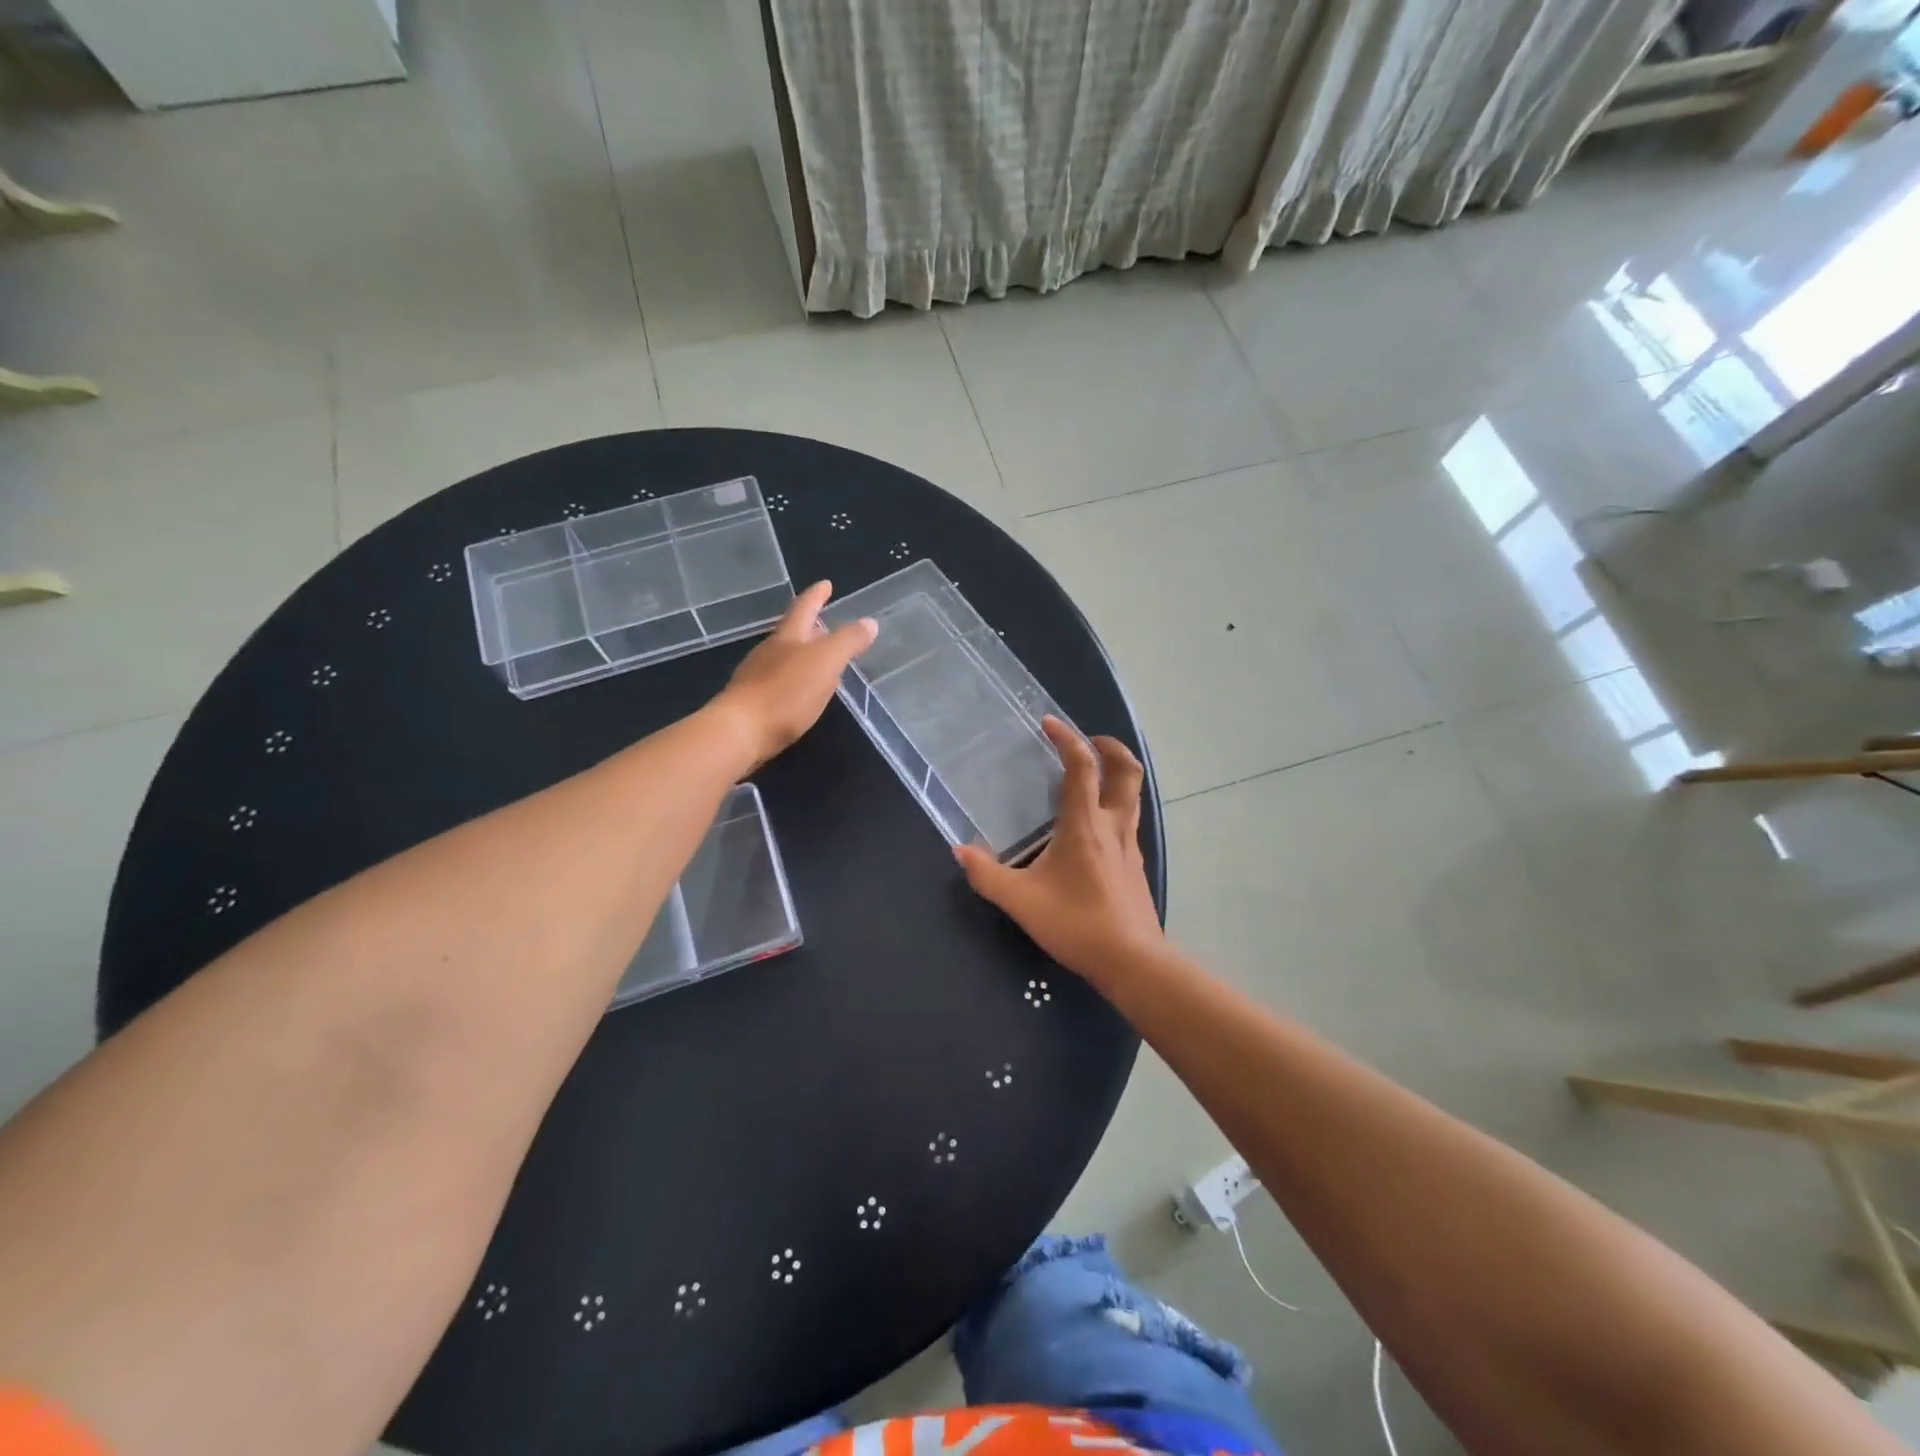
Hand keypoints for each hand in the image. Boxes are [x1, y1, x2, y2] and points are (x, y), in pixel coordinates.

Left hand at [711, 581, 875, 766]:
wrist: (739, 733)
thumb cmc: (785, 692)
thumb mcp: (825, 662)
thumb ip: (847, 642)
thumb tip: (869, 622)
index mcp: (787, 637)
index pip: (804, 608)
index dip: (816, 595)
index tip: (826, 584)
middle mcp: (769, 652)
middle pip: (791, 633)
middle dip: (810, 627)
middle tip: (827, 623)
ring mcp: (757, 677)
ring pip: (784, 659)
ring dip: (803, 656)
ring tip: (821, 661)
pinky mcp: (753, 704)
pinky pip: (779, 684)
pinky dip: (795, 682)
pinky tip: (802, 694)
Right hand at [954, 718, 1161, 984]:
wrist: (1131, 961)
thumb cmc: (1076, 923)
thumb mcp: (1021, 901)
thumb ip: (987, 874)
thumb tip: (960, 850)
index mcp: (1085, 825)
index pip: (1082, 767)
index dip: (1068, 739)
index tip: (1050, 724)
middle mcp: (1113, 827)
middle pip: (1126, 772)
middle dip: (1110, 748)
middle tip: (1088, 742)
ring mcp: (1130, 847)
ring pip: (1132, 797)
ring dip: (1116, 776)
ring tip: (1090, 778)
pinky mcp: (1136, 868)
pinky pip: (1129, 823)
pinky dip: (1115, 808)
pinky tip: (1094, 830)